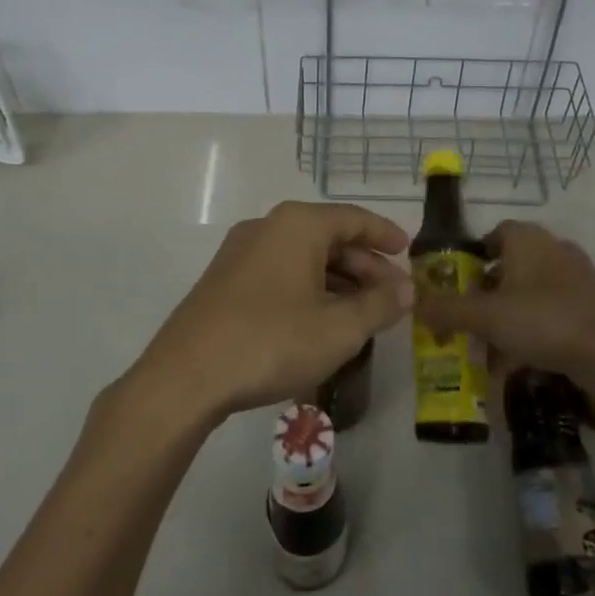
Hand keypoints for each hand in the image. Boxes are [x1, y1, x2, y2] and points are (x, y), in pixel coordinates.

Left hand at [131, 201, 412, 424]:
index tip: (408, 252)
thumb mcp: (339, 328)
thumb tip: (407, 289)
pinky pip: (280, 273)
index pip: (353, 218)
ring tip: (363, 314)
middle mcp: (267, 227)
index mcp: (297, 224)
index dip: (385, 235)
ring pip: (303, 258)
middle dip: (365, 266)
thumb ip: (380, 305)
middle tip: (392, 295)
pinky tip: (321, 321)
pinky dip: (310, 289)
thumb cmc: (272, 341)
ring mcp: (241, 253)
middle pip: (328, 237)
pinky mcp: (225, 280)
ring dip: (338, 281)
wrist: (186, 376)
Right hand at [414, 220, 594, 383]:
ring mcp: (577, 276)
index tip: (456, 283)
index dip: (472, 256)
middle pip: (510, 264)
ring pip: (530, 290)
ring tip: (491, 344)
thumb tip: (414, 304)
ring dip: (509, 313)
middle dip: (487, 291)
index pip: (493, 233)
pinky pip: (552, 310)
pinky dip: (534, 328)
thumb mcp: (485, 317)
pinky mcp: (592, 304)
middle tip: (469, 317)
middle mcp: (553, 248)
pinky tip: (522, 358)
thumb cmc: (543, 321)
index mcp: (527, 239)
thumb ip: (447, 309)